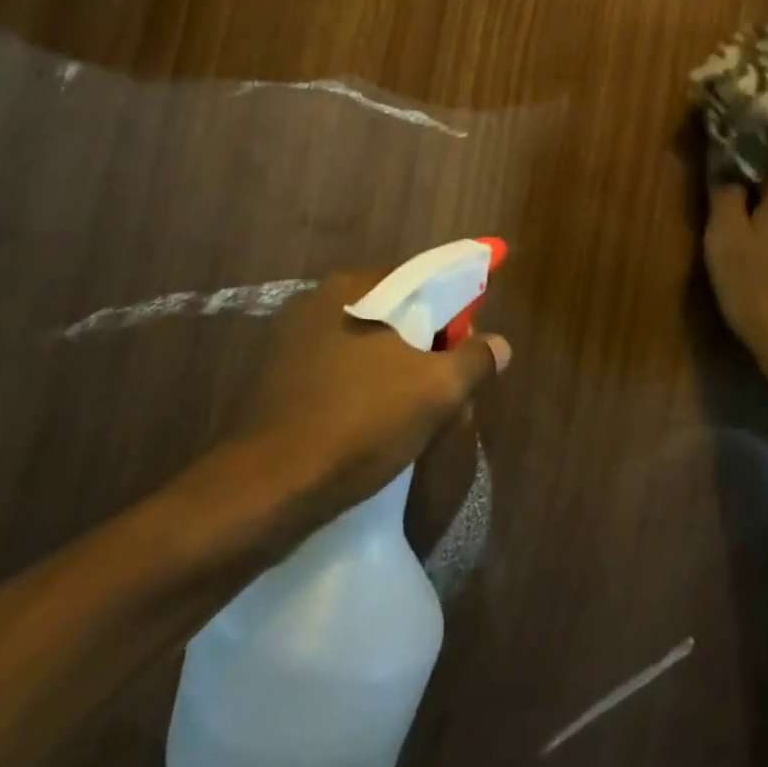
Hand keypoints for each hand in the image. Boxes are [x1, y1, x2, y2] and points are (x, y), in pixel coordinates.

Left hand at [218, 269, 510, 528]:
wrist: (267, 488)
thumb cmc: (359, 423)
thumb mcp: (435, 392)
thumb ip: (474, 360)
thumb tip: (499, 344)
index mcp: (354, 288)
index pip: (421, 278)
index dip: (456, 304)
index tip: (473, 337)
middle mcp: (318, 302)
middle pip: (394, 312)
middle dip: (427, 343)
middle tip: (451, 382)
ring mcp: (291, 341)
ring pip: (366, 345)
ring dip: (398, 369)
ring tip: (420, 410)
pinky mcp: (277, 380)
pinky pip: (339, 372)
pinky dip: (365, 387)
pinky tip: (377, 423)